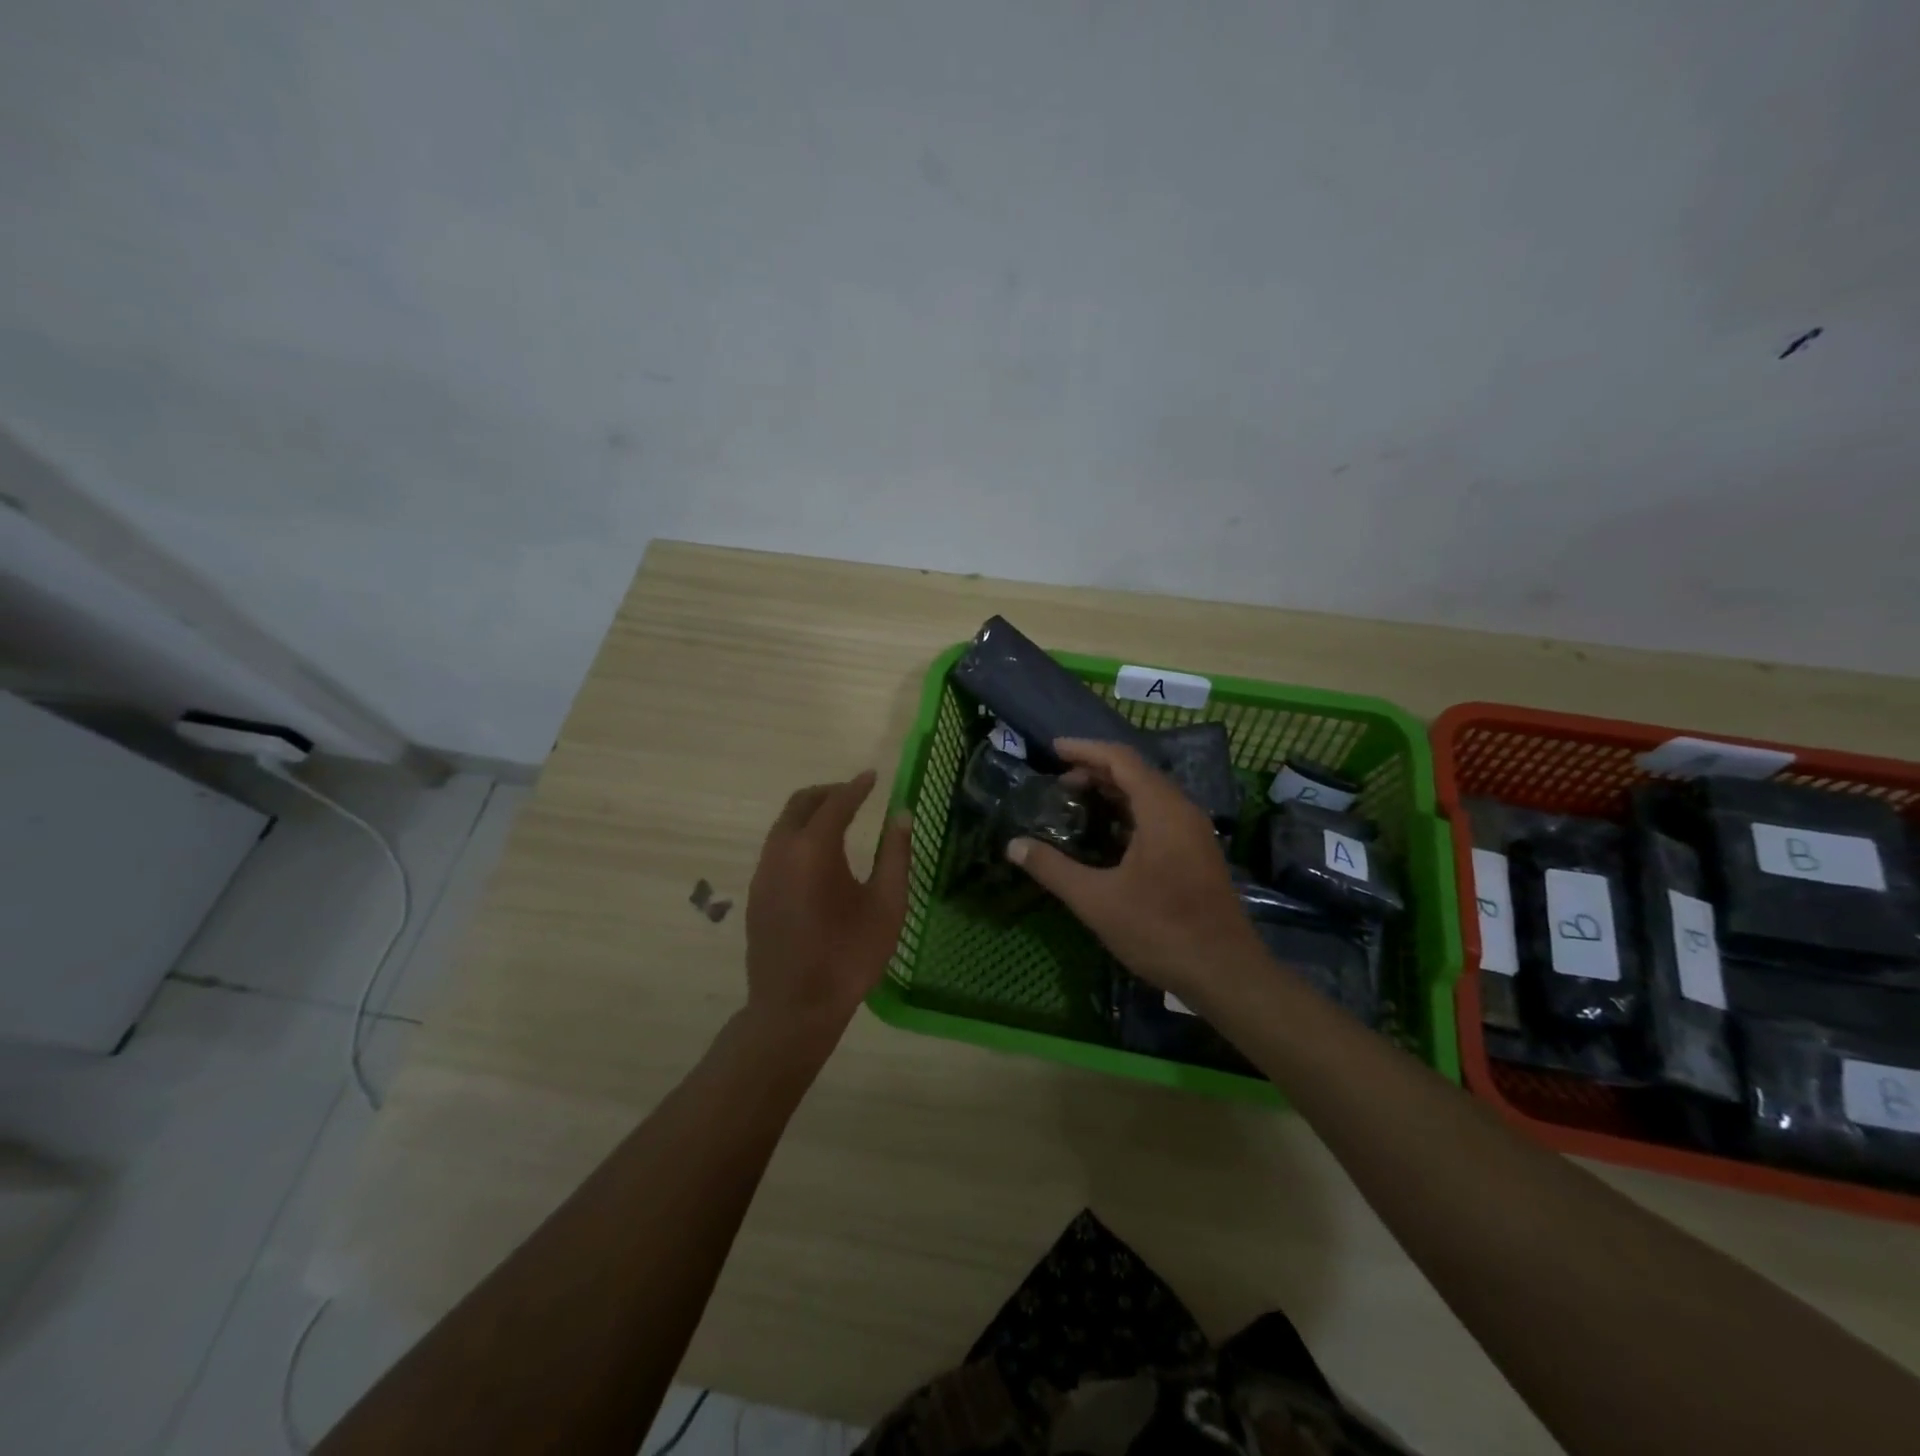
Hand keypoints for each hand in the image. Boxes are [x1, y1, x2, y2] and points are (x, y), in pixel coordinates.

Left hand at [744, 770, 912, 1044]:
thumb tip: (901, 815)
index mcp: (814, 850)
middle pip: (800, 805)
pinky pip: (776, 848)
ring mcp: (763, 873)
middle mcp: (781, 852)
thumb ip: (895, 855)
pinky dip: (797, 836)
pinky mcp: (757, 894)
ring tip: (839, 821)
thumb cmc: (849, 956)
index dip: (856, 787)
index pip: (836, 803)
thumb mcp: (886, 905)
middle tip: (855, 794)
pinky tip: (818, 857)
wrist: (795, 1008)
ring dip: (810, 814)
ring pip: (783, 825)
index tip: (873, 777)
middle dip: (828, 793)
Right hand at [1006, 739, 1257, 999]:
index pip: (1121, 759)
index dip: (1085, 750)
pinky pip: (1158, 816)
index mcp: (1162, 810)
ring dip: (1112, 792)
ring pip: (1149, 796)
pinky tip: (1105, 835)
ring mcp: (1193, 833)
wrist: (1225, 973)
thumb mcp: (1096, 901)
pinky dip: (1128, 813)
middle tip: (1058, 783)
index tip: (1052, 750)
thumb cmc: (1160, 930)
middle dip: (1095, 771)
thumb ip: (1053, 869)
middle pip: (1136, 773)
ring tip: (1075, 802)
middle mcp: (1182, 811)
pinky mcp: (1196, 853)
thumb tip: (1013, 846)